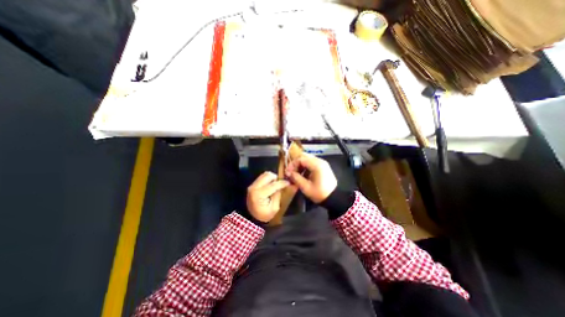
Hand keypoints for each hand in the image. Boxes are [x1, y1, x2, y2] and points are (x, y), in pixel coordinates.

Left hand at [248, 172, 290, 221]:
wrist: (251, 217)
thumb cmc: (264, 214)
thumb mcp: (274, 208)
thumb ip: (278, 195)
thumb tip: (283, 186)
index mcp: (259, 194)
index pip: (273, 185)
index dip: (282, 183)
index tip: (288, 183)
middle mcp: (254, 187)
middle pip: (268, 176)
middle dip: (276, 178)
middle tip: (281, 183)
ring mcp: (252, 185)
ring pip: (264, 175)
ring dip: (272, 178)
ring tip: (276, 184)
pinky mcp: (252, 184)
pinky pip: (262, 177)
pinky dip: (268, 179)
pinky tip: (271, 184)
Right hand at [288, 153, 333, 202]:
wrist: (334, 198)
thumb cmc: (319, 193)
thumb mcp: (306, 187)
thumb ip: (296, 178)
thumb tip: (288, 173)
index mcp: (316, 165)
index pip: (300, 159)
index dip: (292, 164)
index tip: (287, 172)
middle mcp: (320, 161)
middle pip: (304, 157)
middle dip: (295, 164)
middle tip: (290, 171)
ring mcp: (322, 163)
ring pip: (307, 159)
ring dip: (300, 165)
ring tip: (295, 174)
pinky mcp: (323, 167)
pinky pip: (311, 163)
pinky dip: (305, 167)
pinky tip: (302, 174)